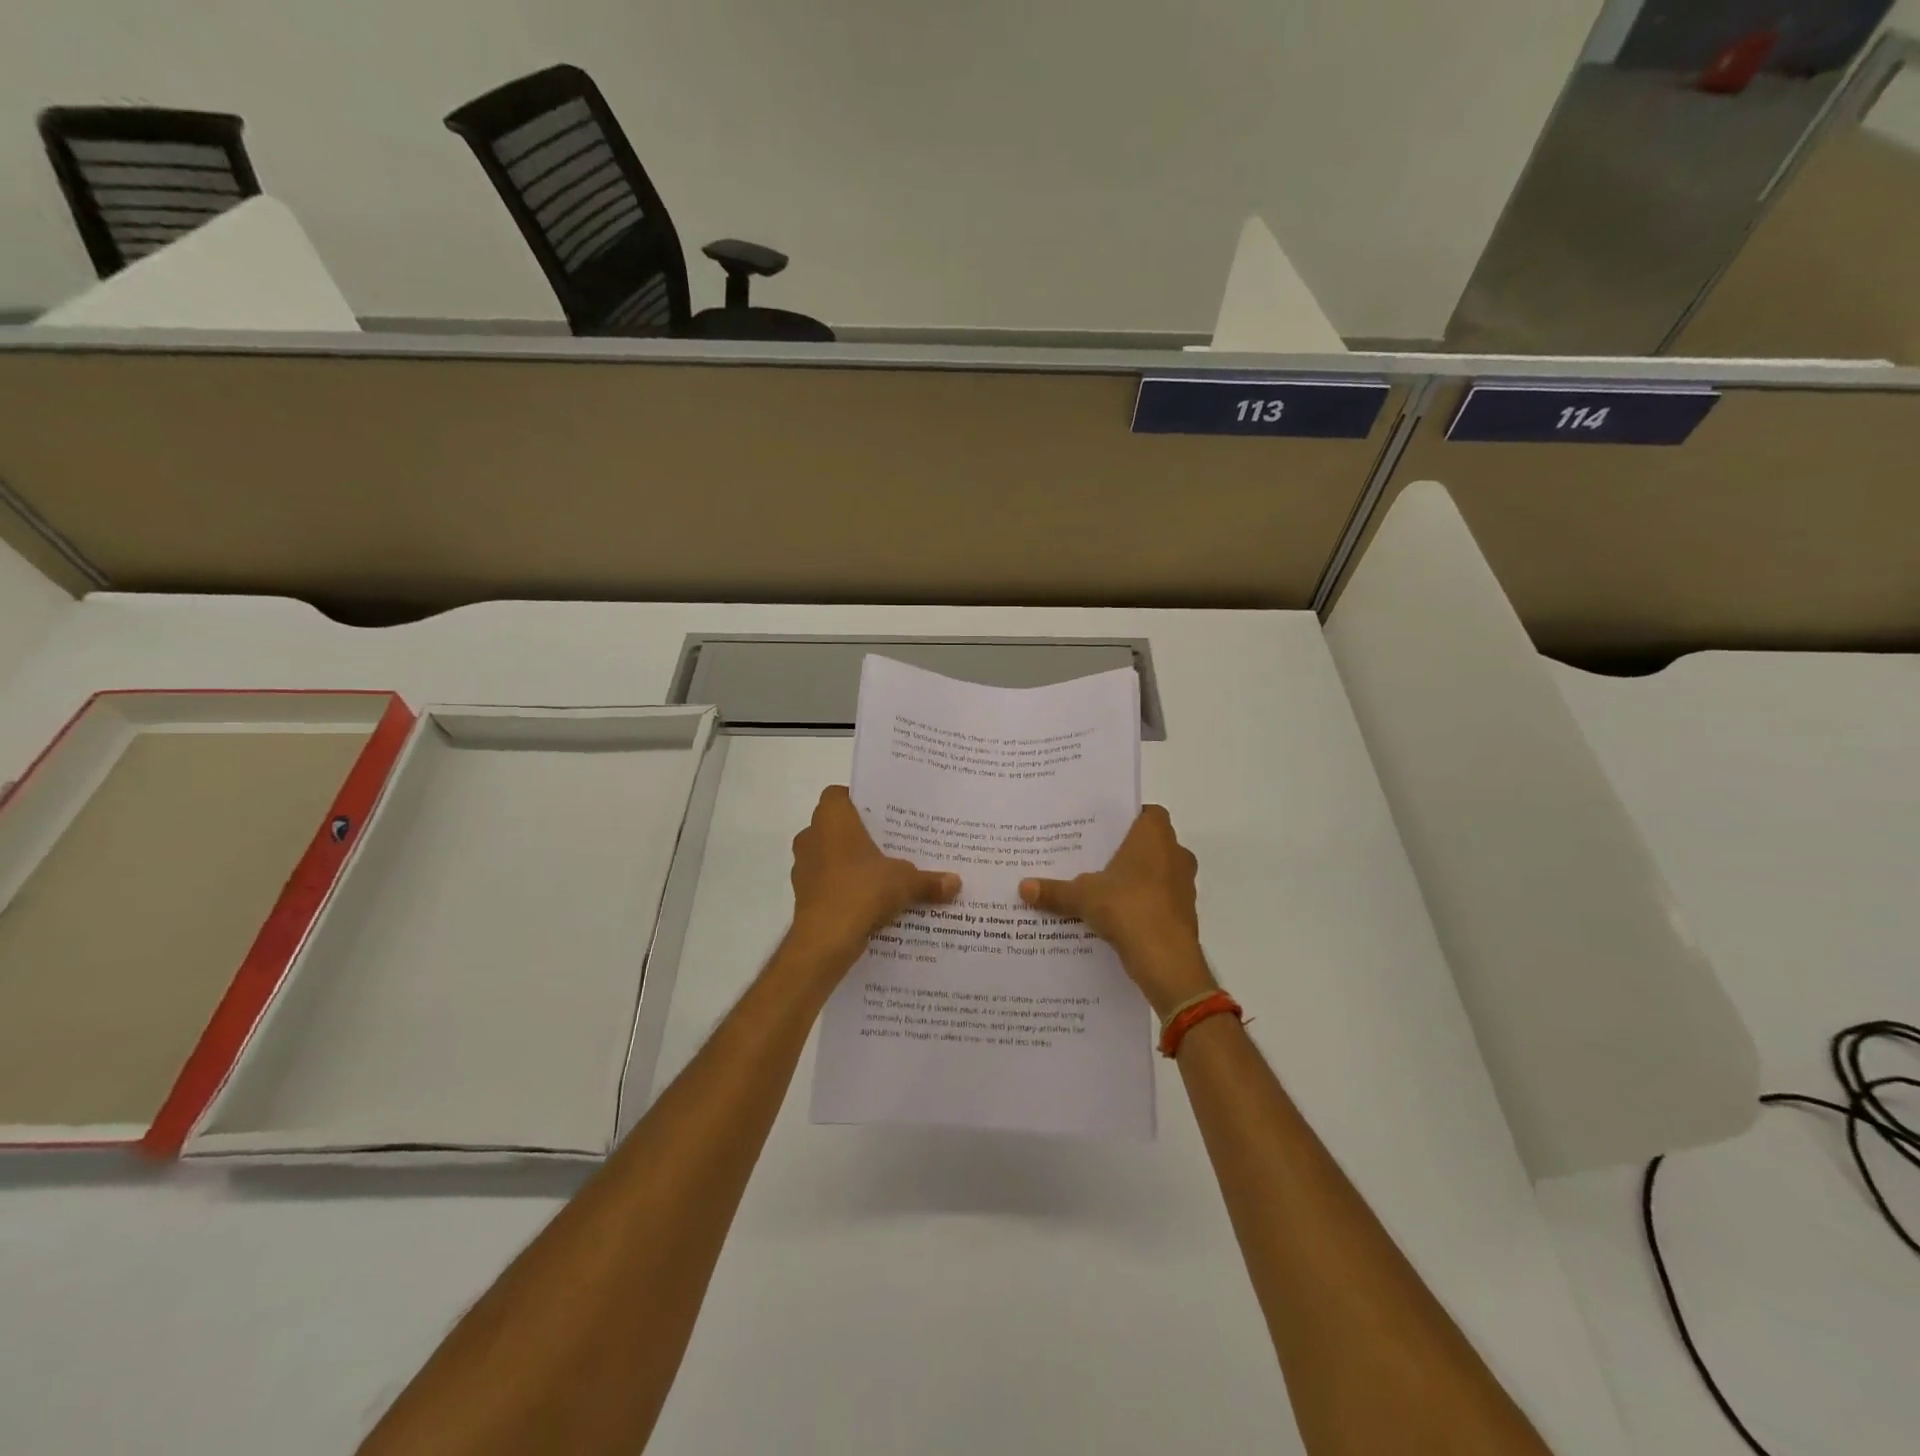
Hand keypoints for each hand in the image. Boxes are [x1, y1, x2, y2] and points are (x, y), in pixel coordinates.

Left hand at [786, 786, 960, 980]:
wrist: (825, 939)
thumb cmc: (862, 890)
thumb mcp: (905, 881)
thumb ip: (929, 880)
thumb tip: (956, 882)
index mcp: (832, 819)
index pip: (837, 795)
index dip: (857, 801)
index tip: (881, 813)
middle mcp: (811, 836)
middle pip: (834, 827)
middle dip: (859, 835)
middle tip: (890, 842)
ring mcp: (803, 867)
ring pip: (829, 856)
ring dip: (849, 863)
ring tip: (882, 873)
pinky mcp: (803, 896)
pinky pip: (827, 883)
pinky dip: (843, 888)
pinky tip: (868, 901)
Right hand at [1019, 805, 1215, 1017]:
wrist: (1166, 958)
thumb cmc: (1127, 907)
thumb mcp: (1082, 896)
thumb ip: (1055, 890)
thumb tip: (1023, 887)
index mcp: (1155, 836)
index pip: (1150, 813)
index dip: (1130, 818)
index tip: (1106, 829)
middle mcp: (1176, 854)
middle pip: (1152, 844)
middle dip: (1128, 851)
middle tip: (1096, 857)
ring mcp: (1184, 885)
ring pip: (1158, 873)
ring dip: (1137, 879)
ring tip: (1103, 887)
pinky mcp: (1185, 914)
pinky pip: (1161, 900)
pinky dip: (1144, 903)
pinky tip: (1118, 915)